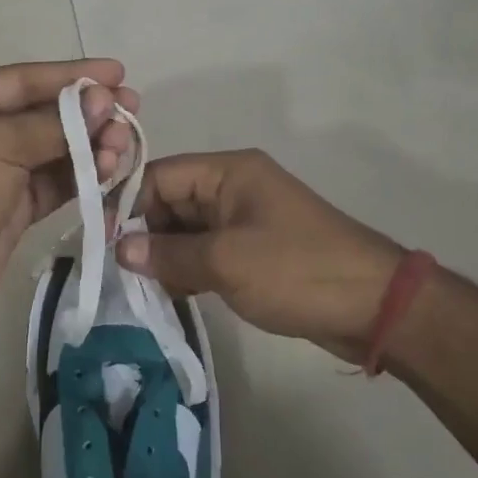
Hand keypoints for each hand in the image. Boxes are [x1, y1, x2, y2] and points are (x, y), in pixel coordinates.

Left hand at [0, 59, 138, 332]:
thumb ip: (54, 124)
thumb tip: (104, 104)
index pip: (26, 78)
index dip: (74, 75)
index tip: (120, 74)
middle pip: (44, 114)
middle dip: (89, 114)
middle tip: (132, 114)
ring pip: (54, 151)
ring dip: (90, 147)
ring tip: (124, 148)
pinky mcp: (11, 210)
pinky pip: (53, 185)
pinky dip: (82, 179)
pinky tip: (111, 173)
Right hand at [118, 150, 403, 363]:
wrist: (373, 305)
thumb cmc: (296, 270)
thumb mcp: (225, 261)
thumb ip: (167, 253)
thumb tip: (119, 250)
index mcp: (229, 172)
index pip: (161, 175)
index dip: (128, 204)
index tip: (103, 242)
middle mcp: (234, 187)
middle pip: (171, 200)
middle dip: (144, 232)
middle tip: (119, 272)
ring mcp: (245, 219)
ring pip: (187, 229)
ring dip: (164, 254)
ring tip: (138, 287)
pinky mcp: (255, 250)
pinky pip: (208, 250)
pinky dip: (188, 268)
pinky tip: (169, 293)